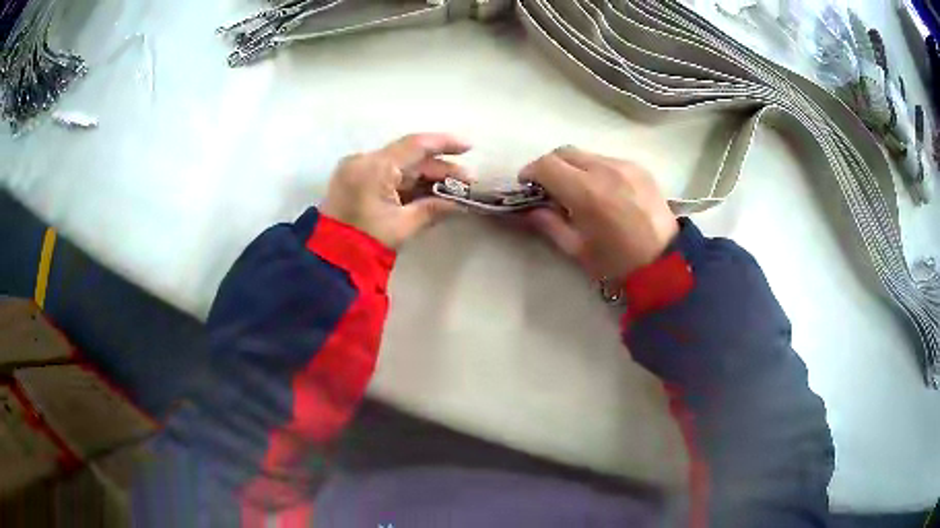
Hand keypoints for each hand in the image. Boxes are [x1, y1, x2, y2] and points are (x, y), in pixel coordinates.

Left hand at [321, 133, 471, 248]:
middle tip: (467, 181)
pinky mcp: (355, 180)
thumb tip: (461, 203)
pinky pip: (388, 175)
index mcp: (375, 167)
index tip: (470, 147)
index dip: (445, 144)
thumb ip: (434, 208)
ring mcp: (357, 169)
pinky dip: (409, 182)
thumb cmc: (367, 241)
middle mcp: (364, 161)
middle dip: (439, 169)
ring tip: (453, 189)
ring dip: (426, 176)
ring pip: (400, 166)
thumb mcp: (403, 225)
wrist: (329, 259)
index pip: (416, 145)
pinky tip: (430, 192)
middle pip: (409, 157)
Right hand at [520, 146, 678, 278]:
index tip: (527, 186)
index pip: (546, 165)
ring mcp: (625, 165)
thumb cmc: (618, 262)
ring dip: (574, 167)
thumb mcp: (577, 249)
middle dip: (550, 166)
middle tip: (549, 187)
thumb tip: (531, 209)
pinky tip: (603, 191)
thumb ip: (549, 224)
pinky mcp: (639, 167)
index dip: (530, 172)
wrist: (666, 262)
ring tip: (578, 190)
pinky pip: (608, 160)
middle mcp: (605, 169)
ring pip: (587, 154)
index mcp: (586, 192)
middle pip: (565, 152)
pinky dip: (596, 170)